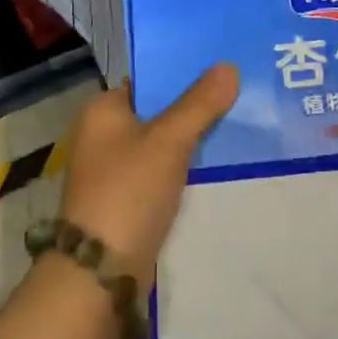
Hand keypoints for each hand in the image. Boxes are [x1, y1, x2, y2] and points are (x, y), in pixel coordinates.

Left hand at [58, 63, 239, 287]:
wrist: (101, 272)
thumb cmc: (129, 191)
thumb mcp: (169, 141)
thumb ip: (200, 104)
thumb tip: (229, 66)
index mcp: (101, 110)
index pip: (146, 80)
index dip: (181, 72)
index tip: (219, 68)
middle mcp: (101, 135)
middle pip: (155, 110)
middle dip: (191, 106)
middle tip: (236, 94)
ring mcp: (111, 170)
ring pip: (159, 143)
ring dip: (189, 138)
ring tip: (235, 123)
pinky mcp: (124, 200)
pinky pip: (159, 171)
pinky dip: (182, 166)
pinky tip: (214, 163)